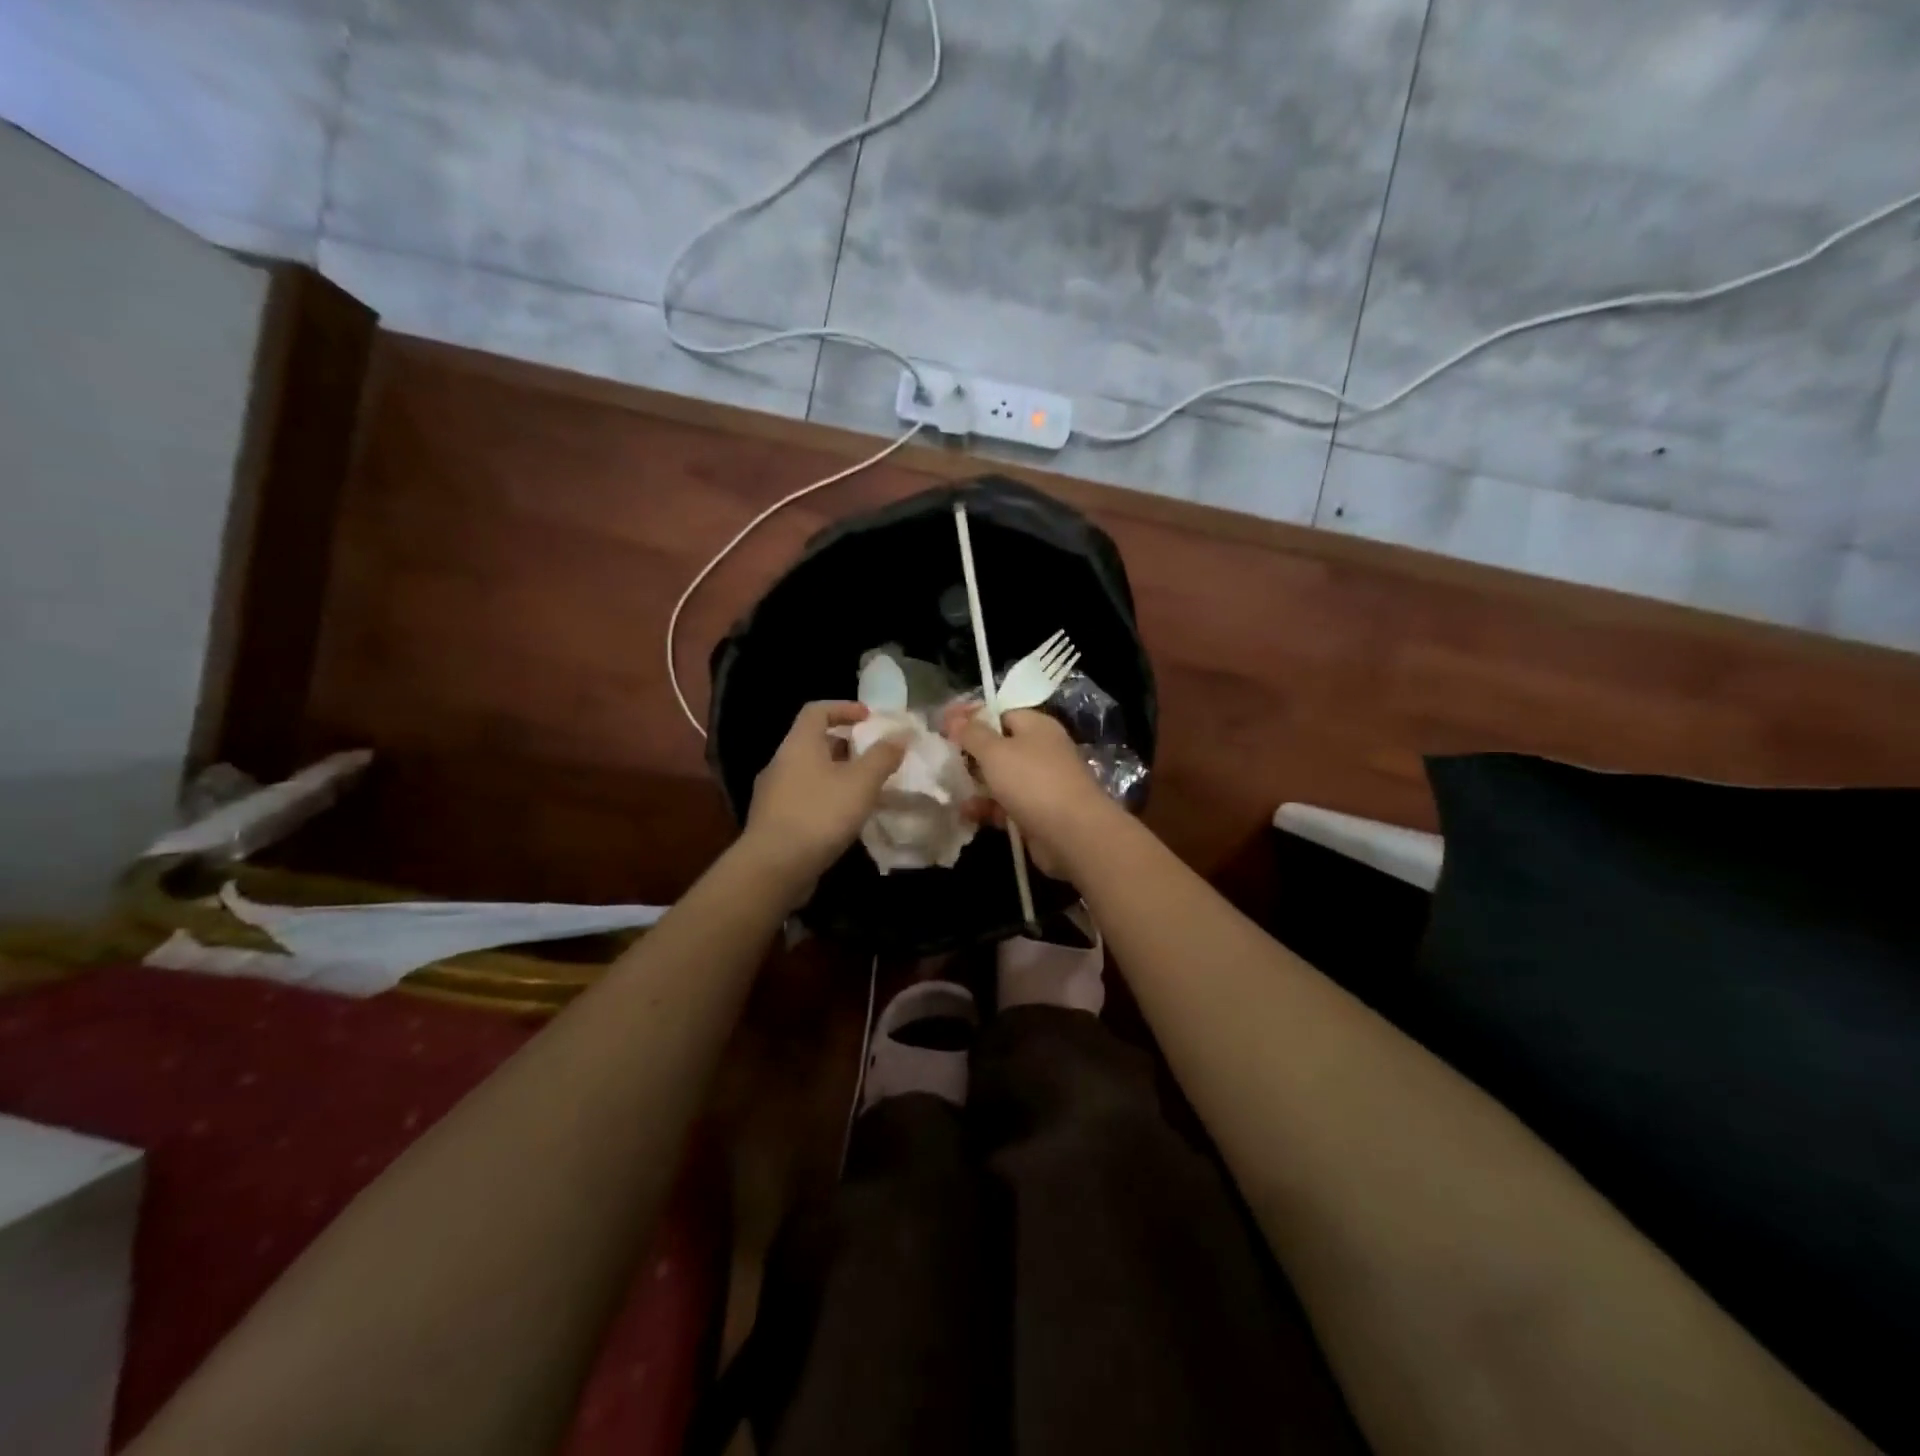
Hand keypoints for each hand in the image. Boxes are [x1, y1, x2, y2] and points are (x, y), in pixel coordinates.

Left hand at [742, 701, 906, 898]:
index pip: (817, 711)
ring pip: (810, 773)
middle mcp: (781, 763)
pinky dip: (827, 800)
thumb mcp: (861, 782)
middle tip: (874, 757)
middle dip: (846, 746)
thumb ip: (882, 756)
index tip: (870, 718)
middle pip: (814, 742)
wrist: (774, 867)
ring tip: (866, 790)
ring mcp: (773, 794)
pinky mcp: (774, 821)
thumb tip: (900, 735)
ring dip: (838, 776)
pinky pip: (805, 799)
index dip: (844, 708)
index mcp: (798, 744)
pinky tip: (845, 819)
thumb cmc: (820, 814)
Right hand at [941, 703, 1117, 877]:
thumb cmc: (1033, 782)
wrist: (1073, 834)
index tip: (943, 726)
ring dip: (975, 784)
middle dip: (970, 754)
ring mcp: (1040, 783)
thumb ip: (972, 733)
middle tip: (940, 760)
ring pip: (1000, 778)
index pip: (1000, 712)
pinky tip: (965, 814)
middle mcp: (1041, 750)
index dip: (971, 717)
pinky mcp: (1037, 812)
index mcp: (1036, 726)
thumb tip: (954, 716)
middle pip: (999, 746)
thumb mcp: (995, 751)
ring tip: (946, 789)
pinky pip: (1005, 805)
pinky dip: (987, 808)